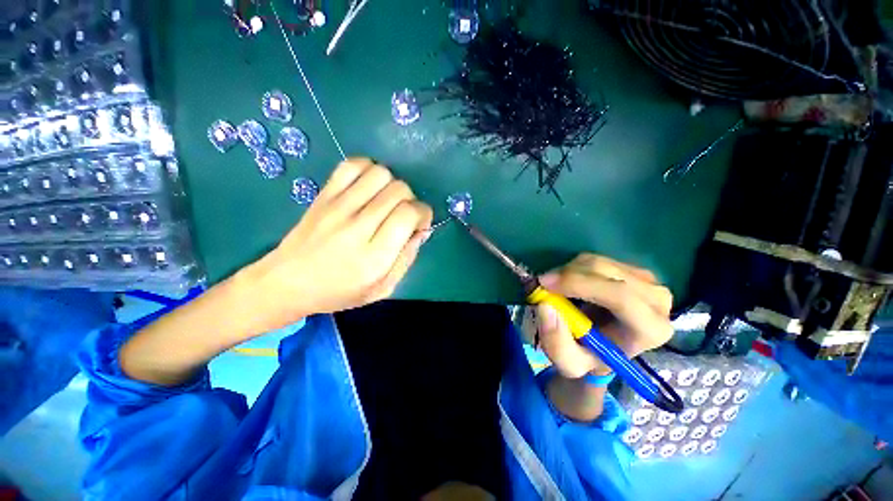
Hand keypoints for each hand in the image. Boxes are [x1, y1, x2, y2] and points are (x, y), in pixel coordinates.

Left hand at [245, 158, 432, 328]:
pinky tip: (368, 188)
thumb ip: (407, 258)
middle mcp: (357, 228)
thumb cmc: (338, 292)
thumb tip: (421, 229)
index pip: (409, 214)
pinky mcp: (323, 195)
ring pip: (380, 174)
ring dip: (391, 185)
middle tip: (402, 215)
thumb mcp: (382, 288)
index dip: (423, 213)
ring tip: (385, 201)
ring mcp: (337, 208)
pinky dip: (368, 170)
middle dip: (410, 200)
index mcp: (374, 257)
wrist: (286, 283)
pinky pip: (352, 165)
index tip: (419, 224)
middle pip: (399, 190)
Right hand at [535, 254, 673, 378]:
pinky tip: (569, 283)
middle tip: (543, 284)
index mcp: (650, 330)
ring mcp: (648, 281)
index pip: (620, 297)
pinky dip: (575, 267)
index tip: (545, 284)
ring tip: (556, 288)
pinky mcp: (633, 270)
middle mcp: (657, 301)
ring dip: (569, 271)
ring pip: (599, 262)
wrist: (605, 346)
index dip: (579, 284)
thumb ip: (556, 341)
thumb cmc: (590, 357)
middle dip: (569, 275)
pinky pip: (597, 259)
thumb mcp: (569, 362)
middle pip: (607, 273)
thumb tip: (545, 305)